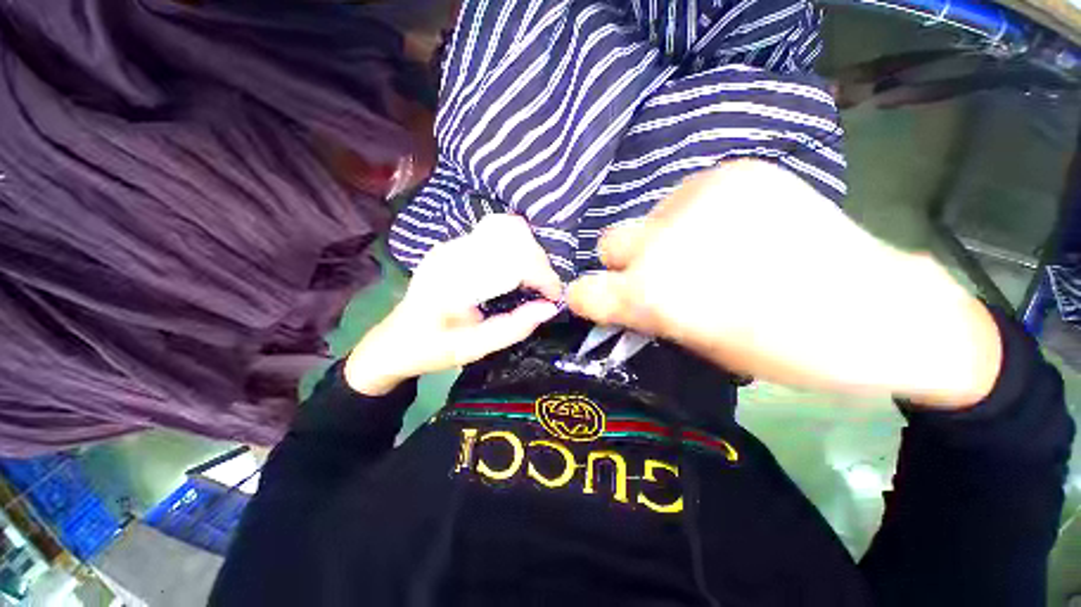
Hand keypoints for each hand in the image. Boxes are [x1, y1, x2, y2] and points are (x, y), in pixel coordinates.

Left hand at [346, 215, 561, 394]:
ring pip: (509, 229)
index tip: (553, 297)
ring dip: (530, 254)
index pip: (512, 260)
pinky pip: (498, 234)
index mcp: (453, 278)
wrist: (393, 341)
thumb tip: (549, 309)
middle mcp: (453, 251)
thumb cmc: (429, 350)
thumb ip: (511, 329)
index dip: (541, 275)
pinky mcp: (456, 245)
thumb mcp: (471, 350)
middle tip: (544, 292)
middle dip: (539, 263)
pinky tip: (518, 272)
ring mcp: (453, 244)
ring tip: (534, 281)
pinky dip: (518, 249)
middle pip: (514, 236)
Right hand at [566, 160, 1001, 407]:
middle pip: (608, 242)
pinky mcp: (736, 173)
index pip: (585, 291)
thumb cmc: (783, 351)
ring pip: (649, 218)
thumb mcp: (697, 346)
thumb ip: (649, 317)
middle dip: (625, 263)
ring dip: (664, 239)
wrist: (879, 311)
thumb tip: (623, 300)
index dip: (587, 299)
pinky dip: (697, 217)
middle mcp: (664, 240)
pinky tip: (735, 230)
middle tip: (661, 275)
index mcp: (654, 293)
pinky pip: (689, 197)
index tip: (600, 303)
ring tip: (711, 251)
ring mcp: (701, 197)